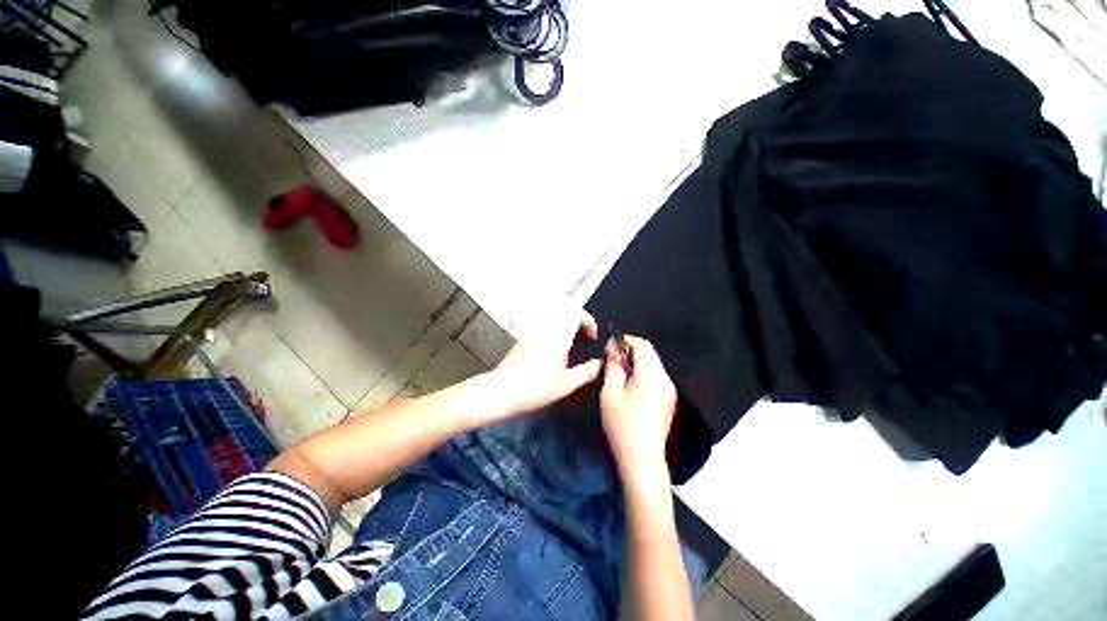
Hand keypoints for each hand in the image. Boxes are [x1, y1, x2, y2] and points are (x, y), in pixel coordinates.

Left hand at [491, 313, 602, 416]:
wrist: (503, 390)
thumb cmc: (535, 388)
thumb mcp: (566, 384)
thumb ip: (586, 372)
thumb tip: (598, 364)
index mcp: (558, 336)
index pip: (577, 313)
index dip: (589, 321)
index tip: (592, 335)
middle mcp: (545, 328)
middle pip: (564, 307)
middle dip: (577, 317)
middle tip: (583, 332)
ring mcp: (532, 330)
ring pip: (552, 312)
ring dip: (565, 320)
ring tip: (570, 338)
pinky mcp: (524, 336)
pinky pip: (542, 322)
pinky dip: (553, 326)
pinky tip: (553, 345)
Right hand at [600, 336, 677, 477]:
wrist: (642, 459)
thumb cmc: (622, 426)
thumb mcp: (610, 394)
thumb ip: (613, 366)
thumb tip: (613, 347)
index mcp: (651, 377)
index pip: (643, 346)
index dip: (627, 341)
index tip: (612, 348)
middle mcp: (665, 380)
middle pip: (650, 354)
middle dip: (631, 353)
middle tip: (613, 363)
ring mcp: (670, 390)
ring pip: (653, 365)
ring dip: (637, 364)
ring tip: (620, 376)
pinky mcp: (669, 399)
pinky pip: (656, 377)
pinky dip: (643, 375)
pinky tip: (631, 388)